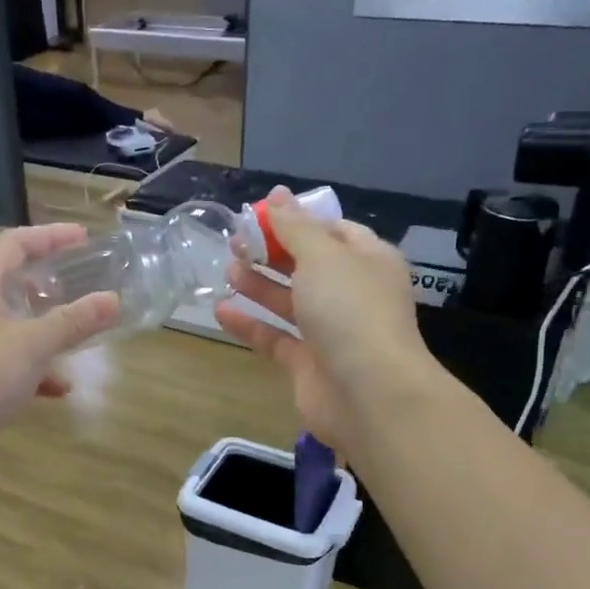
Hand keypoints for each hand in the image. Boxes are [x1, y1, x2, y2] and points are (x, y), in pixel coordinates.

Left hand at [0, 225, 119, 491]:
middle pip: (10, 281)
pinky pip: (7, 363)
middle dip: (48, 282)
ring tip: (79, 332)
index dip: (51, 236)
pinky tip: (60, 389)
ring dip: (45, 327)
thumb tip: (113, 299)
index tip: (85, 238)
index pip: (15, 243)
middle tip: (83, 282)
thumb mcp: (33, 343)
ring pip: (11, 325)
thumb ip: (74, 320)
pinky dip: (35, 370)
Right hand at [215, 189, 434, 454]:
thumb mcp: (322, 256)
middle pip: (307, 265)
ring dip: (258, 284)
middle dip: (271, 251)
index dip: (297, 220)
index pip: (333, 231)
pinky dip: (250, 324)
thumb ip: (294, 227)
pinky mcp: (308, 364)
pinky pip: (275, 337)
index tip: (259, 214)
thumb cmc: (350, 310)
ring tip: (226, 269)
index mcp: (368, 260)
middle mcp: (352, 293)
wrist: (369, 394)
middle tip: (234, 242)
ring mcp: (330, 331)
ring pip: (290, 301)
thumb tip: (277, 194)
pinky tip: (221, 310)